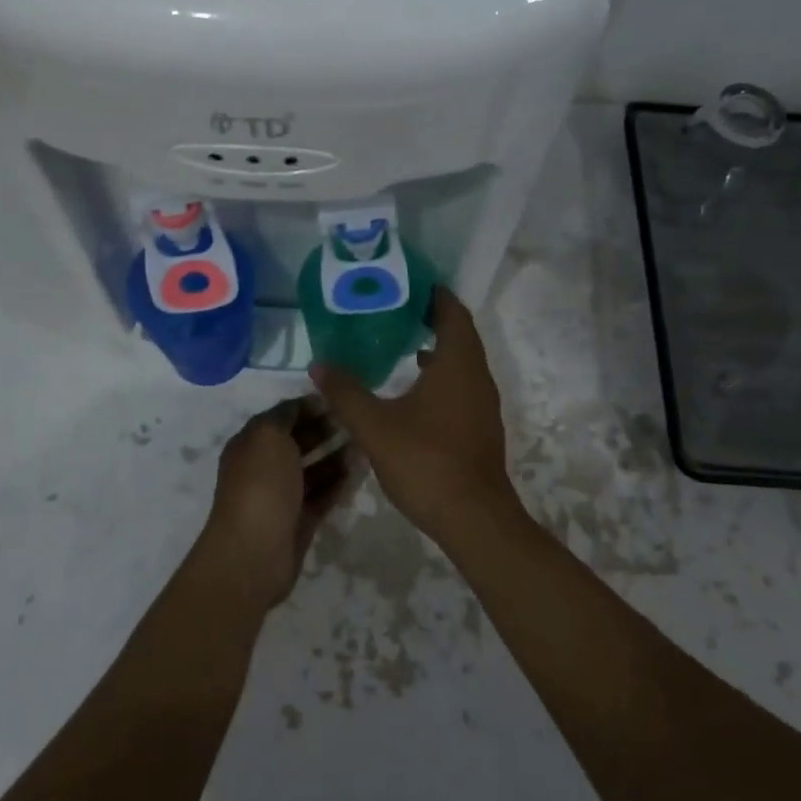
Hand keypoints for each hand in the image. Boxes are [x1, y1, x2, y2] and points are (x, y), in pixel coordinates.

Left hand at [196, 400, 351, 609]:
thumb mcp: (268, 436)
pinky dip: (339, 482)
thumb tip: (302, 405)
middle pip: (298, 442)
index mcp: (250, 444)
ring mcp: (282, 496)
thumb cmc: (260, 485)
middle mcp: (264, 467)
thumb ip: (285, 415)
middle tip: (357, 420)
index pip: (282, 416)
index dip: (308, 406)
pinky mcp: (300, 520)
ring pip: (314, 469)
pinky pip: (323, 494)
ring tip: (366, 443)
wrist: (254, 552)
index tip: (340, 398)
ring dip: (336, 455)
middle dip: (325, 429)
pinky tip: (361, 470)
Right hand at [310, 288, 516, 542]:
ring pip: (461, 363)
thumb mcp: (376, 426)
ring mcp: (482, 404)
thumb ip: (346, 393)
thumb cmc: (426, 462)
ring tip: (398, 343)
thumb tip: (318, 365)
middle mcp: (476, 377)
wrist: (474, 518)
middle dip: (431, 318)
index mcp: (458, 364)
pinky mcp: (479, 427)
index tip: (409, 282)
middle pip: (459, 335)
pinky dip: (440, 376)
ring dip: (436, 349)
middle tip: (394, 309)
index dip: (434, 294)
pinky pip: (460, 386)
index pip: (452, 313)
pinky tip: (412, 391)